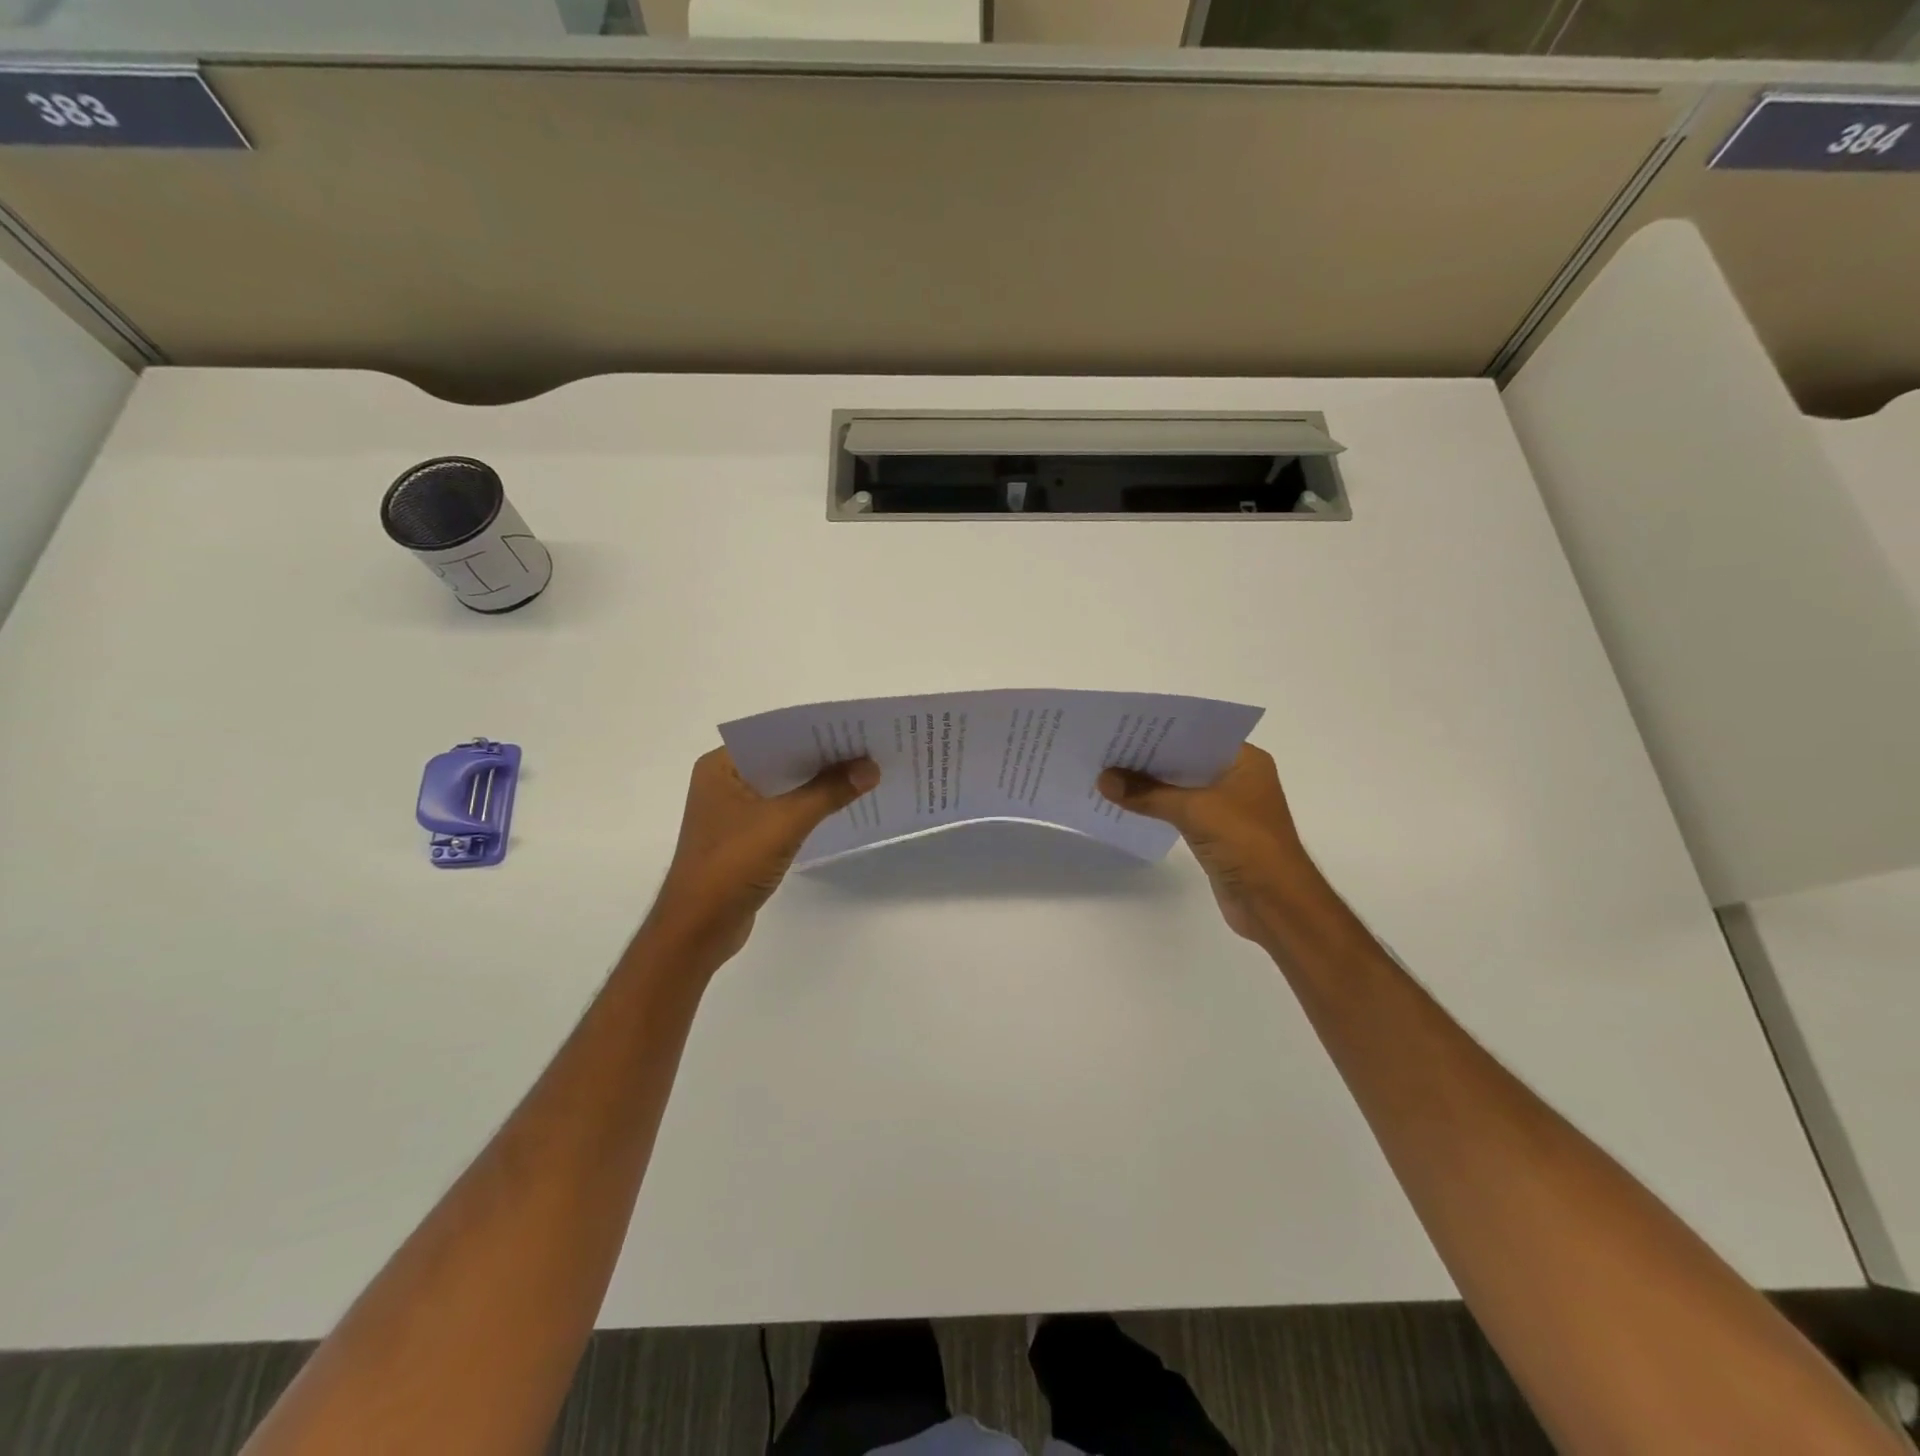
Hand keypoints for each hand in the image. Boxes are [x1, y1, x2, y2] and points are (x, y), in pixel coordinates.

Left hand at [646, 748, 879, 966]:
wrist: (698, 929)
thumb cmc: (732, 865)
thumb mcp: (785, 822)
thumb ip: (829, 791)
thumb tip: (871, 767)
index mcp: (720, 766)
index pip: (773, 735)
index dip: (814, 731)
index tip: (854, 727)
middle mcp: (724, 782)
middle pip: (781, 760)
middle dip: (822, 757)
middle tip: (868, 748)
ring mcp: (733, 812)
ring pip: (784, 787)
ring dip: (818, 784)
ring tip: (863, 773)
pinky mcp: (745, 838)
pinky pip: (783, 811)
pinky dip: (809, 808)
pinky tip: (840, 806)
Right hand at [1098, 745, 1319, 943]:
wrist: (1275, 904)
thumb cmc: (1245, 843)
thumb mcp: (1194, 810)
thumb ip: (1147, 793)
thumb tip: (1103, 779)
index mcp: (1245, 761)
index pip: (1197, 734)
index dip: (1161, 730)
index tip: (1125, 725)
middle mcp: (1236, 778)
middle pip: (1185, 760)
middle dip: (1149, 756)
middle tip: (1107, 746)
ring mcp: (1226, 807)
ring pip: (1180, 786)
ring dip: (1149, 783)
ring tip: (1107, 772)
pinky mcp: (1214, 833)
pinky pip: (1178, 811)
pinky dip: (1155, 806)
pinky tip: (1125, 803)